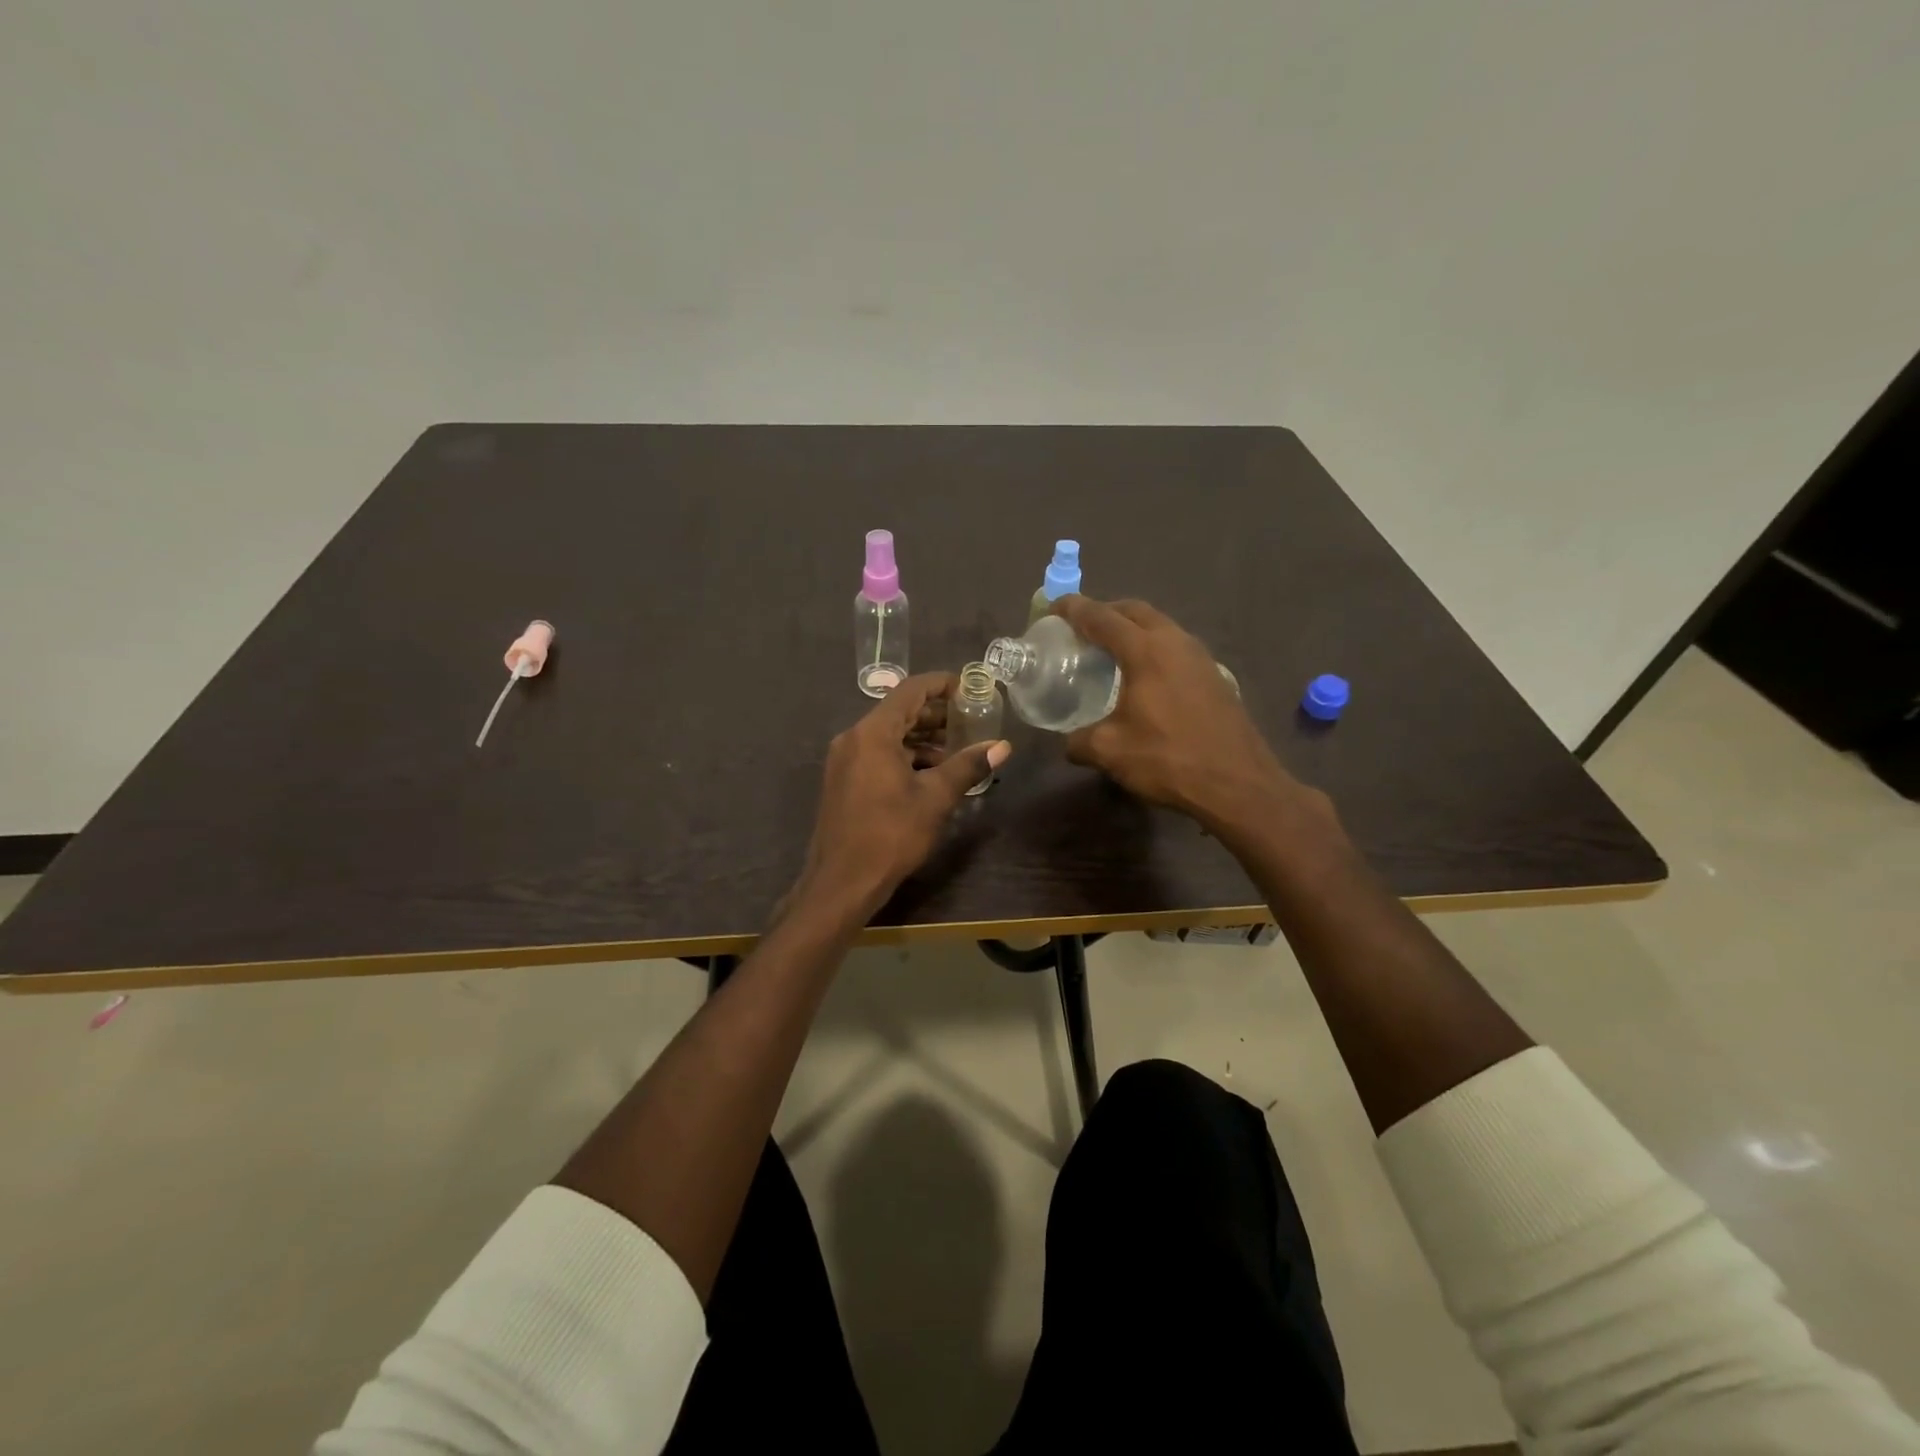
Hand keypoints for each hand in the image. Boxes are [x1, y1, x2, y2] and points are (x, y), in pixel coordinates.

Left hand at [792, 673, 1011, 918]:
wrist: (841, 882)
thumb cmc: (890, 834)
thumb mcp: (935, 798)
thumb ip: (968, 766)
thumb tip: (1002, 746)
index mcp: (873, 733)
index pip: (910, 690)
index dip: (942, 684)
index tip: (969, 689)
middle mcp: (854, 738)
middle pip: (898, 711)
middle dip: (935, 715)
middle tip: (970, 721)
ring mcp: (844, 760)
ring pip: (888, 736)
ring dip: (922, 739)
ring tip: (957, 751)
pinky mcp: (843, 781)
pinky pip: (877, 755)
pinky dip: (904, 757)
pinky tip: (930, 775)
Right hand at [1054, 595, 1296, 831]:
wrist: (1238, 784)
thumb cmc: (1169, 759)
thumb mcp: (1110, 751)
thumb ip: (1081, 741)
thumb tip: (1070, 743)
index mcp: (1146, 650)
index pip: (1102, 617)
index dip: (1074, 609)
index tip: (1053, 609)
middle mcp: (1175, 643)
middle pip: (1135, 611)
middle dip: (1105, 612)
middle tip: (1081, 628)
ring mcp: (1200, 658)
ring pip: (1160, 627)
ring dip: (1133, 629)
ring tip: (1110, 651)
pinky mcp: (1215, 677)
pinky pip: (1175, 648)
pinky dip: (1152, 649)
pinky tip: (1144, 677)